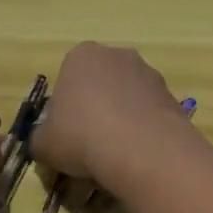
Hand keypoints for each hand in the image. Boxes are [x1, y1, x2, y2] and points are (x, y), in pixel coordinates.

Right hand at [31, 43, 196, 188]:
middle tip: (89, 148)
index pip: (67, 79)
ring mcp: (148, 72)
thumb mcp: (43, 144)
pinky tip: (139, 156)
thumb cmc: (81, 136)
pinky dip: (143, 131)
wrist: (141, 148)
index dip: (65, 110)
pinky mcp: (172, 95)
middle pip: (99, 86)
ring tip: (116, 157)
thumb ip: (40, 140)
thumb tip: (46, 144)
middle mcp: (117, 55)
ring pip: (126, 99)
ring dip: (121, 121)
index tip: (66, 136)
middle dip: (95, 112)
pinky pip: (149, 114)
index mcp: (81, 56)